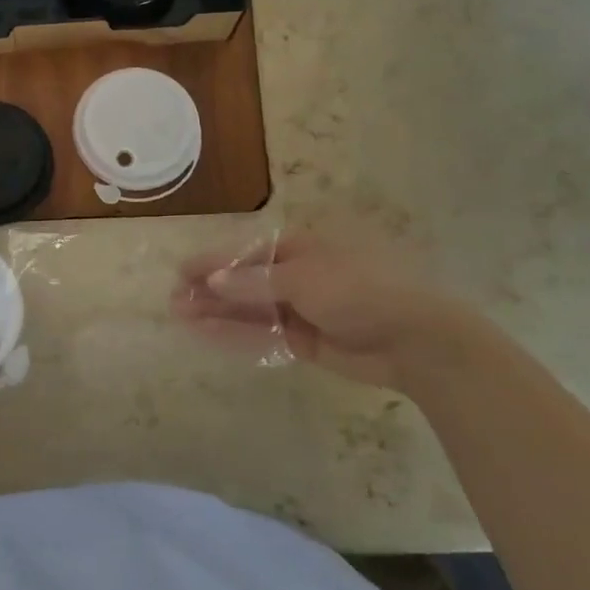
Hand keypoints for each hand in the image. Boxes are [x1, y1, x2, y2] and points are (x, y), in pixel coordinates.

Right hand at [172, 233, 480, 390]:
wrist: (414, 339)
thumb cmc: (360, 291)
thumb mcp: (303, 279)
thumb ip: (255, 282)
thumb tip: (213, 280)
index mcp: (301, 248)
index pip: (247, 254)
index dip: (214, 262)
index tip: (182, 272)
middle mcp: (298, 276)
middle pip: (245, 282)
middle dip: (211, 290)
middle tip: (175, 301)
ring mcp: (302, 309)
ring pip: (251, 310)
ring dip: (218, 312)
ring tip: (181, 318)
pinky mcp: (306, 341)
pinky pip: (264, 334)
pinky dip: (238, 334)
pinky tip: (210, 334)